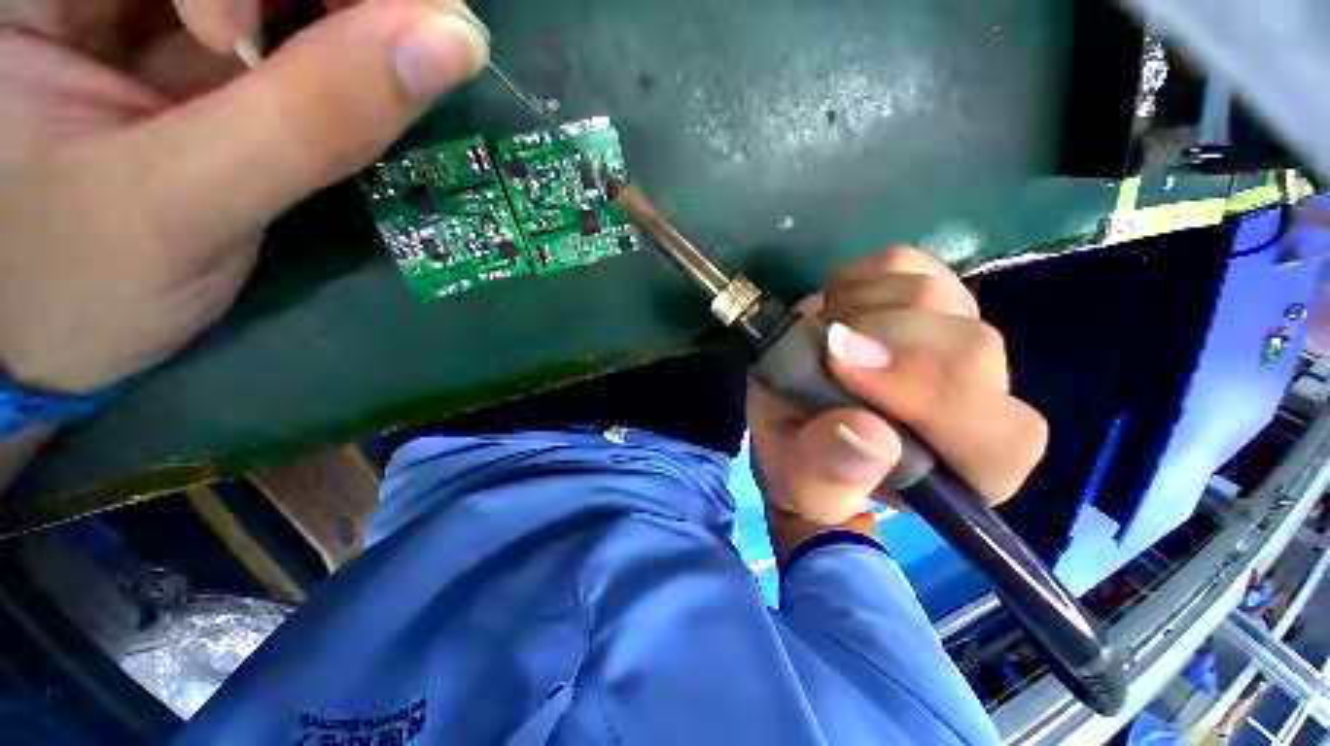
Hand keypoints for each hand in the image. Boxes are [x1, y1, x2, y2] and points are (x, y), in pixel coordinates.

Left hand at [0, 0, 488, 393]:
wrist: (52, 332)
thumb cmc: (77, 285)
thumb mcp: (182, 205)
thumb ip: (314, 121)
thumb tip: (452, 47)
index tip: (293, 40)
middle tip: (396, 48)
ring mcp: (161, 11)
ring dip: (349, 16)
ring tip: (370, 78)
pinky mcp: (198, 49)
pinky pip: (290, 19)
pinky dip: (340, 45)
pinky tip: (348, 86)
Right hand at [748, 247, 1047, 525]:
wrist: (796, 421)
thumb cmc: (805, 465)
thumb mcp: (802, 485)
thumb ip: (830, 473)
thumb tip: (868, 432)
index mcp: (966, 469)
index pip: (999, 438)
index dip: (932, 395)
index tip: (841, 367)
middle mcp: (981, 401)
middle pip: (970, 348)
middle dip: (881, 339)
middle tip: (821, 347)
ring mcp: (957, 335)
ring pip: (932, 296)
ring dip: (857, 311)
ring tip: (820, 339)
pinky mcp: (924, 295)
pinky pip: (901, 264)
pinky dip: (855, 282)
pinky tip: (834, 312)